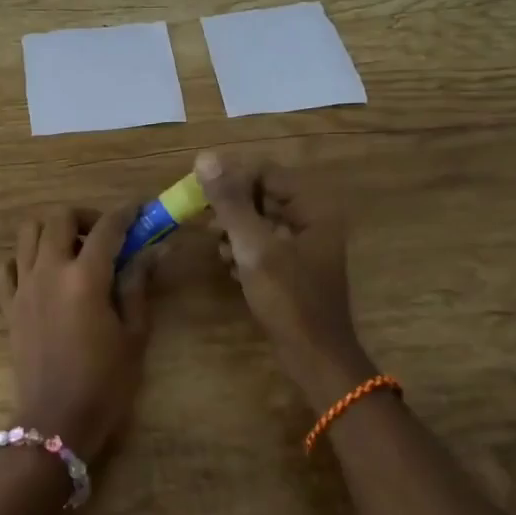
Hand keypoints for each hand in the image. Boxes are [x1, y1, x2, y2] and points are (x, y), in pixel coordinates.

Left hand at [0, 206, 152, 463]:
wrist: (57, 422)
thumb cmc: (106, 382)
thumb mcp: (134, 334)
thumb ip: (138, 286)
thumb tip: (153, 251)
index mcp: (85, 278)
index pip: (107, 227)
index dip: (127, 213)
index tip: (141, 211)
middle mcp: (48, 272)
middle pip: (58, 218)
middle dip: (84, 217)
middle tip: (104, 236)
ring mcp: (23, 287)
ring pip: (27, 233)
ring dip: (51, 231)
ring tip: (72, 251)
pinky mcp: (7, 306)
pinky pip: (5, 267)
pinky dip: (21, 259)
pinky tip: (41, 274)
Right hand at [195, 150, 373, 408]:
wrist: (314, 356)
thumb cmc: (289, 299)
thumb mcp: (254, 247)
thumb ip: (230, 202)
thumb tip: (206, 158)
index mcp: (313, 207)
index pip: (266, 173)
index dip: (232, 181)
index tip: (201, 199)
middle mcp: (313, 219)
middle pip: (263, 196)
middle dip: (232, 209)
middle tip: (206, 226)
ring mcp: (305, 245)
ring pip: (260, 222)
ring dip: (235, 231)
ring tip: (220, 250)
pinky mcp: (295, 268)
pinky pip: (264, 245)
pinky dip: (245, 251)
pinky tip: (231, 268)